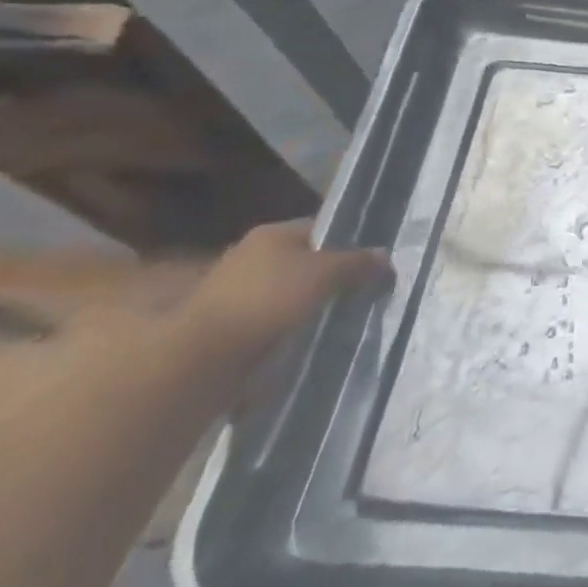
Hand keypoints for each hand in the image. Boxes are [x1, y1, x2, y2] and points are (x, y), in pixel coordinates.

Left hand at [177, 219, 389, 376]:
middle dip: (330, 277)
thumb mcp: (324, 274)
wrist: (202, 358)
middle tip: (361, 292)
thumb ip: (356, 263)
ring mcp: (237, 293)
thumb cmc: (267, 300)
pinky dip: (290, 330)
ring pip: (289, 293)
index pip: (320, 228)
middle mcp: (251, 256)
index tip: (371, 263)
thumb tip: (385, 255)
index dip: (348, 241)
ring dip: (309, 306)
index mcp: (272, 234)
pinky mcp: (230, 328)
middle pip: (303, 261)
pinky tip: (309, 341)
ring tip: (340, 320)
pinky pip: (273, 321)